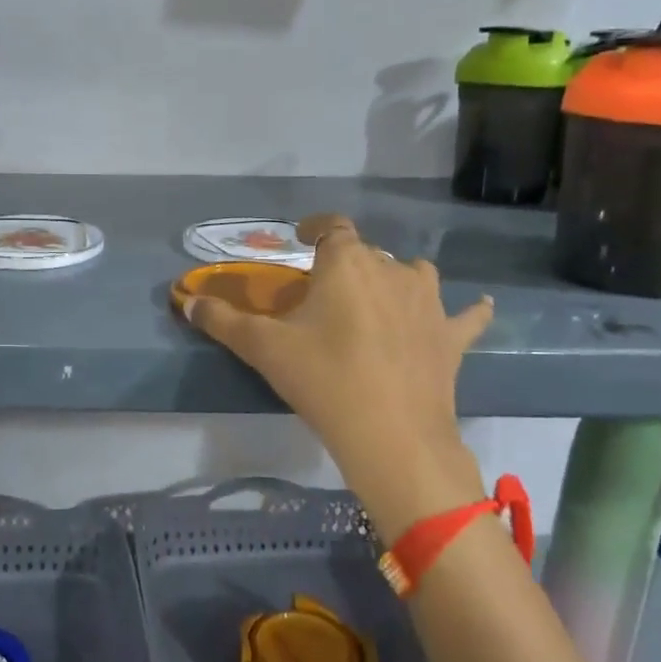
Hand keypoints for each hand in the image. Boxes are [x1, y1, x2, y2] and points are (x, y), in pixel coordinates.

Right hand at [183, 214, 490, 537]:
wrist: (392, 435)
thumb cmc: (323, 379)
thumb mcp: (263, 348)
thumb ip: (221, 320)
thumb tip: (185, 301)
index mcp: (346, 263)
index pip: (331, 226)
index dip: (315, 226)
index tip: (300, 235)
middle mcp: (392, 269)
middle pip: (365, 253)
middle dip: (343, 265)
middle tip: (321, 295)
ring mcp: (428, 302)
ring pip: (412, 273)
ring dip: (395, 279)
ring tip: (378, 299)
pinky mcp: (451, 336)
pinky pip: (464, 315)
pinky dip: (465, 311)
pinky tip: (475, 309)